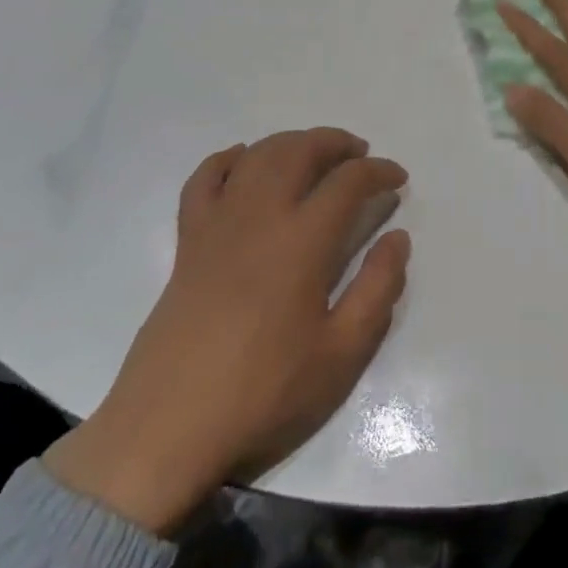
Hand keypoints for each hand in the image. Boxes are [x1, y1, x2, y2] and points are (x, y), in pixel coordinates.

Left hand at [43, 129, 409, 535]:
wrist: (170, 425)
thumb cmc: (264, 392)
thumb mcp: (340, 354)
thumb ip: (378, 289)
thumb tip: (397, 237)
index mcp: (303, 240)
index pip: (349, 181)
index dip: (379, 171)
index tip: (398, 178)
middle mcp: (261, 214)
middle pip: (301, 150)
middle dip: (336, 142)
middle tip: (359, 155)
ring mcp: (219, 222)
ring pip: (258, 155)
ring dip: (292, 142)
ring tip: (314, 153)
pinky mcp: (188, 239)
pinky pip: (204, 178)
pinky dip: (227, 159)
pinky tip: (243, 160)